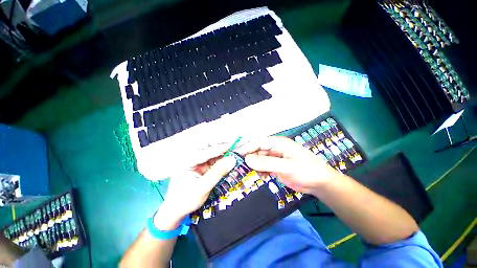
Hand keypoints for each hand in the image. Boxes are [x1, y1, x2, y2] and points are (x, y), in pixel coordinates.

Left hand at [154, 144, 235, 229]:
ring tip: (235, 152)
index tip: (234, 144)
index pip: (207, 151)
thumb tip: (232, 160)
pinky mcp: (201, 166)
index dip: (222, 147)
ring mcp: (197, 162)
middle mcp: (192, 158)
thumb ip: (218, 173)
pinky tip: (229, 161)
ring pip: (213, 155)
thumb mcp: (202, 188)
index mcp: (188, 161)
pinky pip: (213, 161)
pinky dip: (222, 161)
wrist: (175, 210)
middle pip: (210, 149)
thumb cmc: (185, 200)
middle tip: (236, 146)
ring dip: (224, 154)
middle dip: (223, 148)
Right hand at [236, 136, 337, 193]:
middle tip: (239, 166)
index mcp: (278, 143)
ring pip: (259, 159)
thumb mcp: (286, 166)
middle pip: (257, 150)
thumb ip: (266, 163)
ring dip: (254, 166)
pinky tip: (262, 177)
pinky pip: (263, 166)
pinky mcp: (275, 166)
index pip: (258, 142)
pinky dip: (260, 171)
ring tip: (251, 173)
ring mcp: (275, 158)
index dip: (247, 147)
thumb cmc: (306, 170)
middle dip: (249, 157)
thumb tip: (247, 159)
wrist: (320, 183)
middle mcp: (275, 148)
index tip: (236, 154)